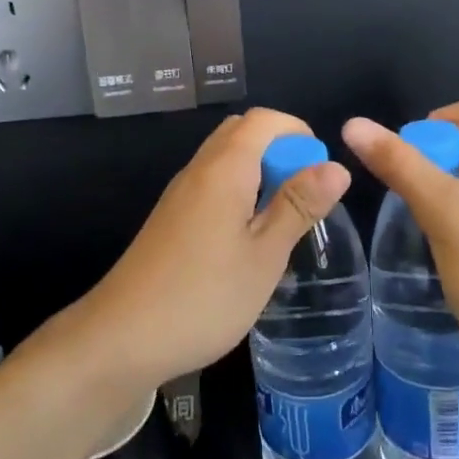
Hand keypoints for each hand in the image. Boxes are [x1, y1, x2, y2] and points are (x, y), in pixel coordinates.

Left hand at [69, 109, 350, 396]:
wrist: (121, 338)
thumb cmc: (203, 297)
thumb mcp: (264, 255)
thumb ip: (298, 206)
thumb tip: (337, 166)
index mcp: (223, 169)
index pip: (262, 120)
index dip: (297, 132)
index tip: (320, 170)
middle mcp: (198, 170)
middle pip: (240, 133)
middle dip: (279, 149)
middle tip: (303, 195)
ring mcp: (179, 195)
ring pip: (224, 160)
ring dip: (259, 172)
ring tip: (281, 220)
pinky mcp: (170, 219)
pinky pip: (211, 185)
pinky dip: (238, 192)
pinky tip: (247, 239)